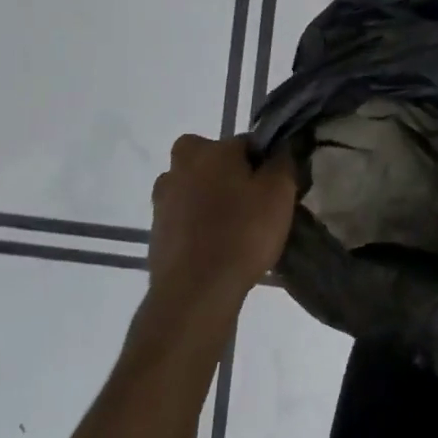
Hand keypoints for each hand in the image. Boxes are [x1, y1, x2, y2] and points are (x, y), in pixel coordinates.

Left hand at [146, 134, 295, 323]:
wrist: (194, 293)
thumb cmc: (242, 233)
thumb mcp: (279, 192)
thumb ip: (282, 161)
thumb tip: (279, 148)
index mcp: (209, 149)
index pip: (245, 145)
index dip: (263, 165)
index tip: (274, 189)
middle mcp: (179, 165)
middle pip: (215, 164)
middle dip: (231, 178)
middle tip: (252, 207)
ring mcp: (162, 199)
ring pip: (198, 190)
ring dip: (212, 201)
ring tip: (235, 232)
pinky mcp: (156, 231)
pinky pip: (186, 218)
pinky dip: (199, 227)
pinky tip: (216, 248)